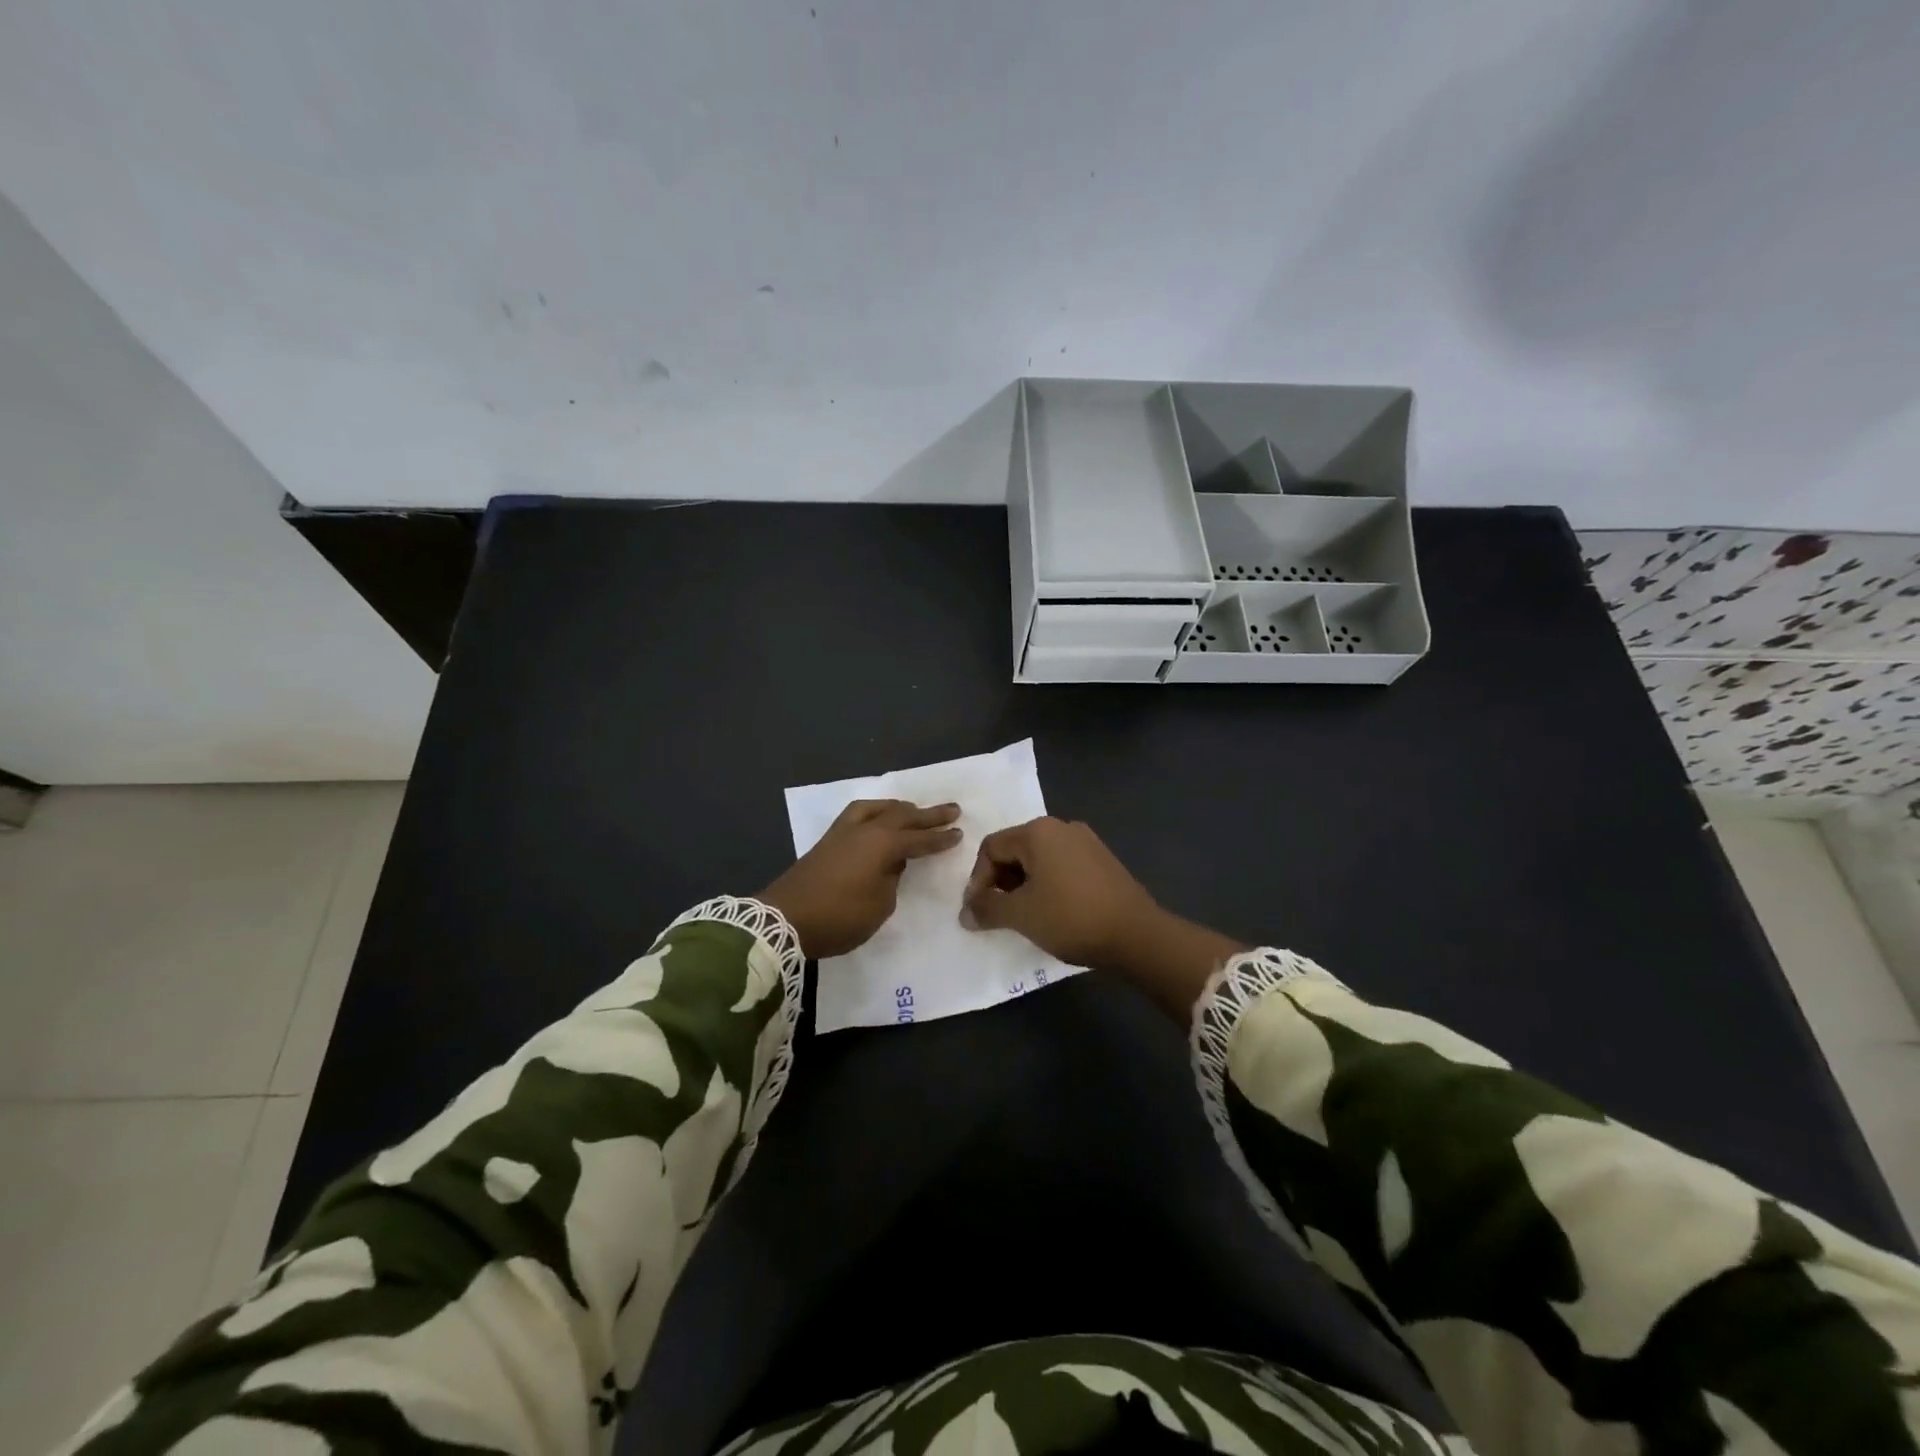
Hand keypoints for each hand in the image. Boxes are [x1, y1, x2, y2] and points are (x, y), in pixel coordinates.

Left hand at [760, 800, 962, 957]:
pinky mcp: (828, 840)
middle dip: (928, 815)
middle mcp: (865, 830)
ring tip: (913, 809)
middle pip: (902, 816)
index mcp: (882, 845)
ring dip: (899, 808)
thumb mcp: (879, 906)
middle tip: (952, 809)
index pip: (919, 839)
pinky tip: (878, 818)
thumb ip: (891, 880)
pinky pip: (859, 814)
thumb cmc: (839, 917)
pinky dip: (876, 812)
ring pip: (877, 809)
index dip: (940, 838)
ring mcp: (843, 832)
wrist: (784, 919)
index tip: (959, 833)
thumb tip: (891, 865)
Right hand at [958, 817, 1163, 968]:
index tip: (979, 911)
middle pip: (1015, 849)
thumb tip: (965, 913)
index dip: (978, 879)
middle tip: (1000, 914)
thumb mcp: (1021, 915)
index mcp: (1038, 831)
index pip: (991, 847)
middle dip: (1001, 882)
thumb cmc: (1071, 917)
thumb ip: (987, 909)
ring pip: (1040, 859)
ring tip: (1026, 916)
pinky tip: (1054, 912)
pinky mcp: (1103, 860)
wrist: (1137, 934)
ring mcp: (1087, 842)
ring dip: (1024, 885)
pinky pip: (1062, 866)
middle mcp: (1062, 827)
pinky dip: (1048, 885)